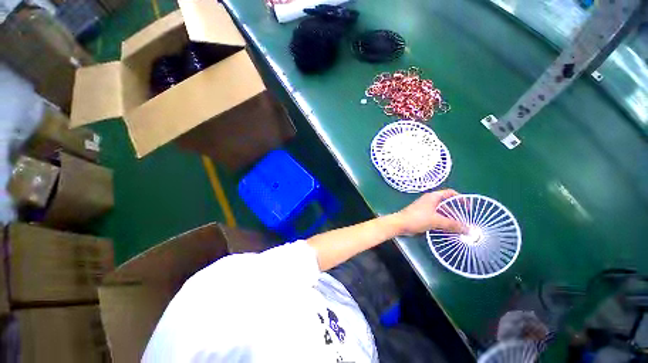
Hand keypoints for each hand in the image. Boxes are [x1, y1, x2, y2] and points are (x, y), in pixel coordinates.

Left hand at [393, 190, 467, 235]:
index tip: (469, 208)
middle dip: (457, 212)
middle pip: (447, 204)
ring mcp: (425, 208)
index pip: (450, 193)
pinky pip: (436, 217)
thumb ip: (453, 225)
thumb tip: (469, 230)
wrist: (400, 224)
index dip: (461, 199)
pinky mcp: (422, 215)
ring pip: (442, 212)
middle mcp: (430, 200)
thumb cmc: (417, 218)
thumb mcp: (436, 221)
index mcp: (433, 197)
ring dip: (450, 219)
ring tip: (460, 228)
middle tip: (466, 221)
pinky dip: (443, 222)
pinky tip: (449, 230)